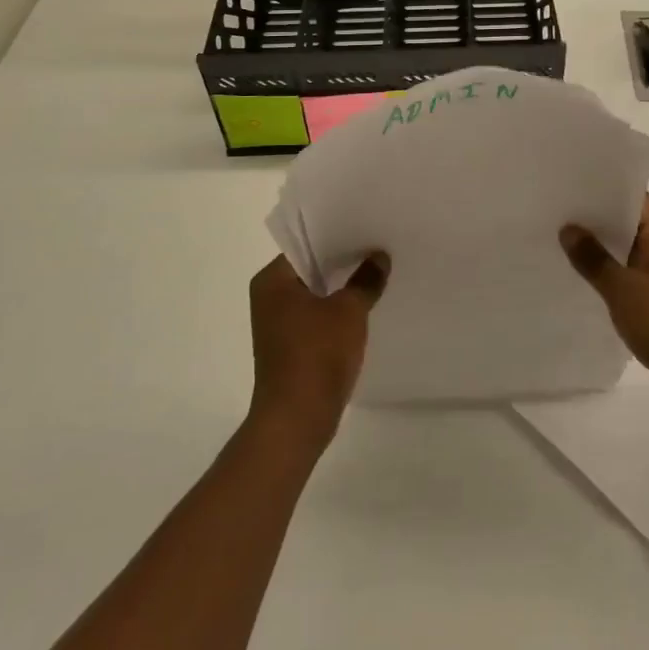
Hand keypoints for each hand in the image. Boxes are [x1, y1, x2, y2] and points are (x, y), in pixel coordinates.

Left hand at [247, 252, 386, 445]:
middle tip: (379, 247)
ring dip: (343, 287)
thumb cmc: (316, 355)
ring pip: (316, 294)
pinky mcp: (291, 346)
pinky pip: (318, 317)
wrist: (296, 421)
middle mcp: (269, 297)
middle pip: (311, 268)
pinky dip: (338, 311)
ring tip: (378, 272)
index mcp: (272, 281)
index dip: (337, 236)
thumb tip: (379, 257)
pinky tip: (366, 306)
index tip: (367, 228)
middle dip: (344, 261)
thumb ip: (365, 279)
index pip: (306, 244)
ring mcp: (279, 324)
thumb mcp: (348, 311)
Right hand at [560, 194, 648, 411]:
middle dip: (594, 222)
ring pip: (631, 248)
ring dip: (603, 250)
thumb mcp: (624, 291)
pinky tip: (587, 280)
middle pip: (629, 220)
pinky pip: (636, 271)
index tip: (563, 192)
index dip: (597, 192)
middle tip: (553, 218)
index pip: (630, 195)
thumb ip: (593, 258)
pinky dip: (615, 272)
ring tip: (561, 246)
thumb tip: (568, 228)